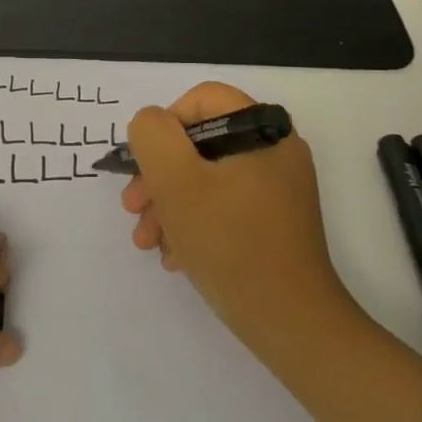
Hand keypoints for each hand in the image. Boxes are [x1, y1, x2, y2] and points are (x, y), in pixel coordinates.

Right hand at [121, 83, 356, 364]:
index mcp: (263, 130)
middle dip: (158, 176)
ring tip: (148, 241)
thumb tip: (150, 124)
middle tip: (132, 209)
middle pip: (200, 144)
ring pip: (205, 179)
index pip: (203, 100)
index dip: (164, 126)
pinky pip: (222, 206)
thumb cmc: (229, 243)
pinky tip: (174, 256)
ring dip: (168, 205)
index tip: (145, 165)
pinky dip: (193, 224)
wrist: (289, 322)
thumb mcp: (176, 180)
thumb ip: (152, 136)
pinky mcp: (273, 222)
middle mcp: (275, 152)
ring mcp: (277, 189)